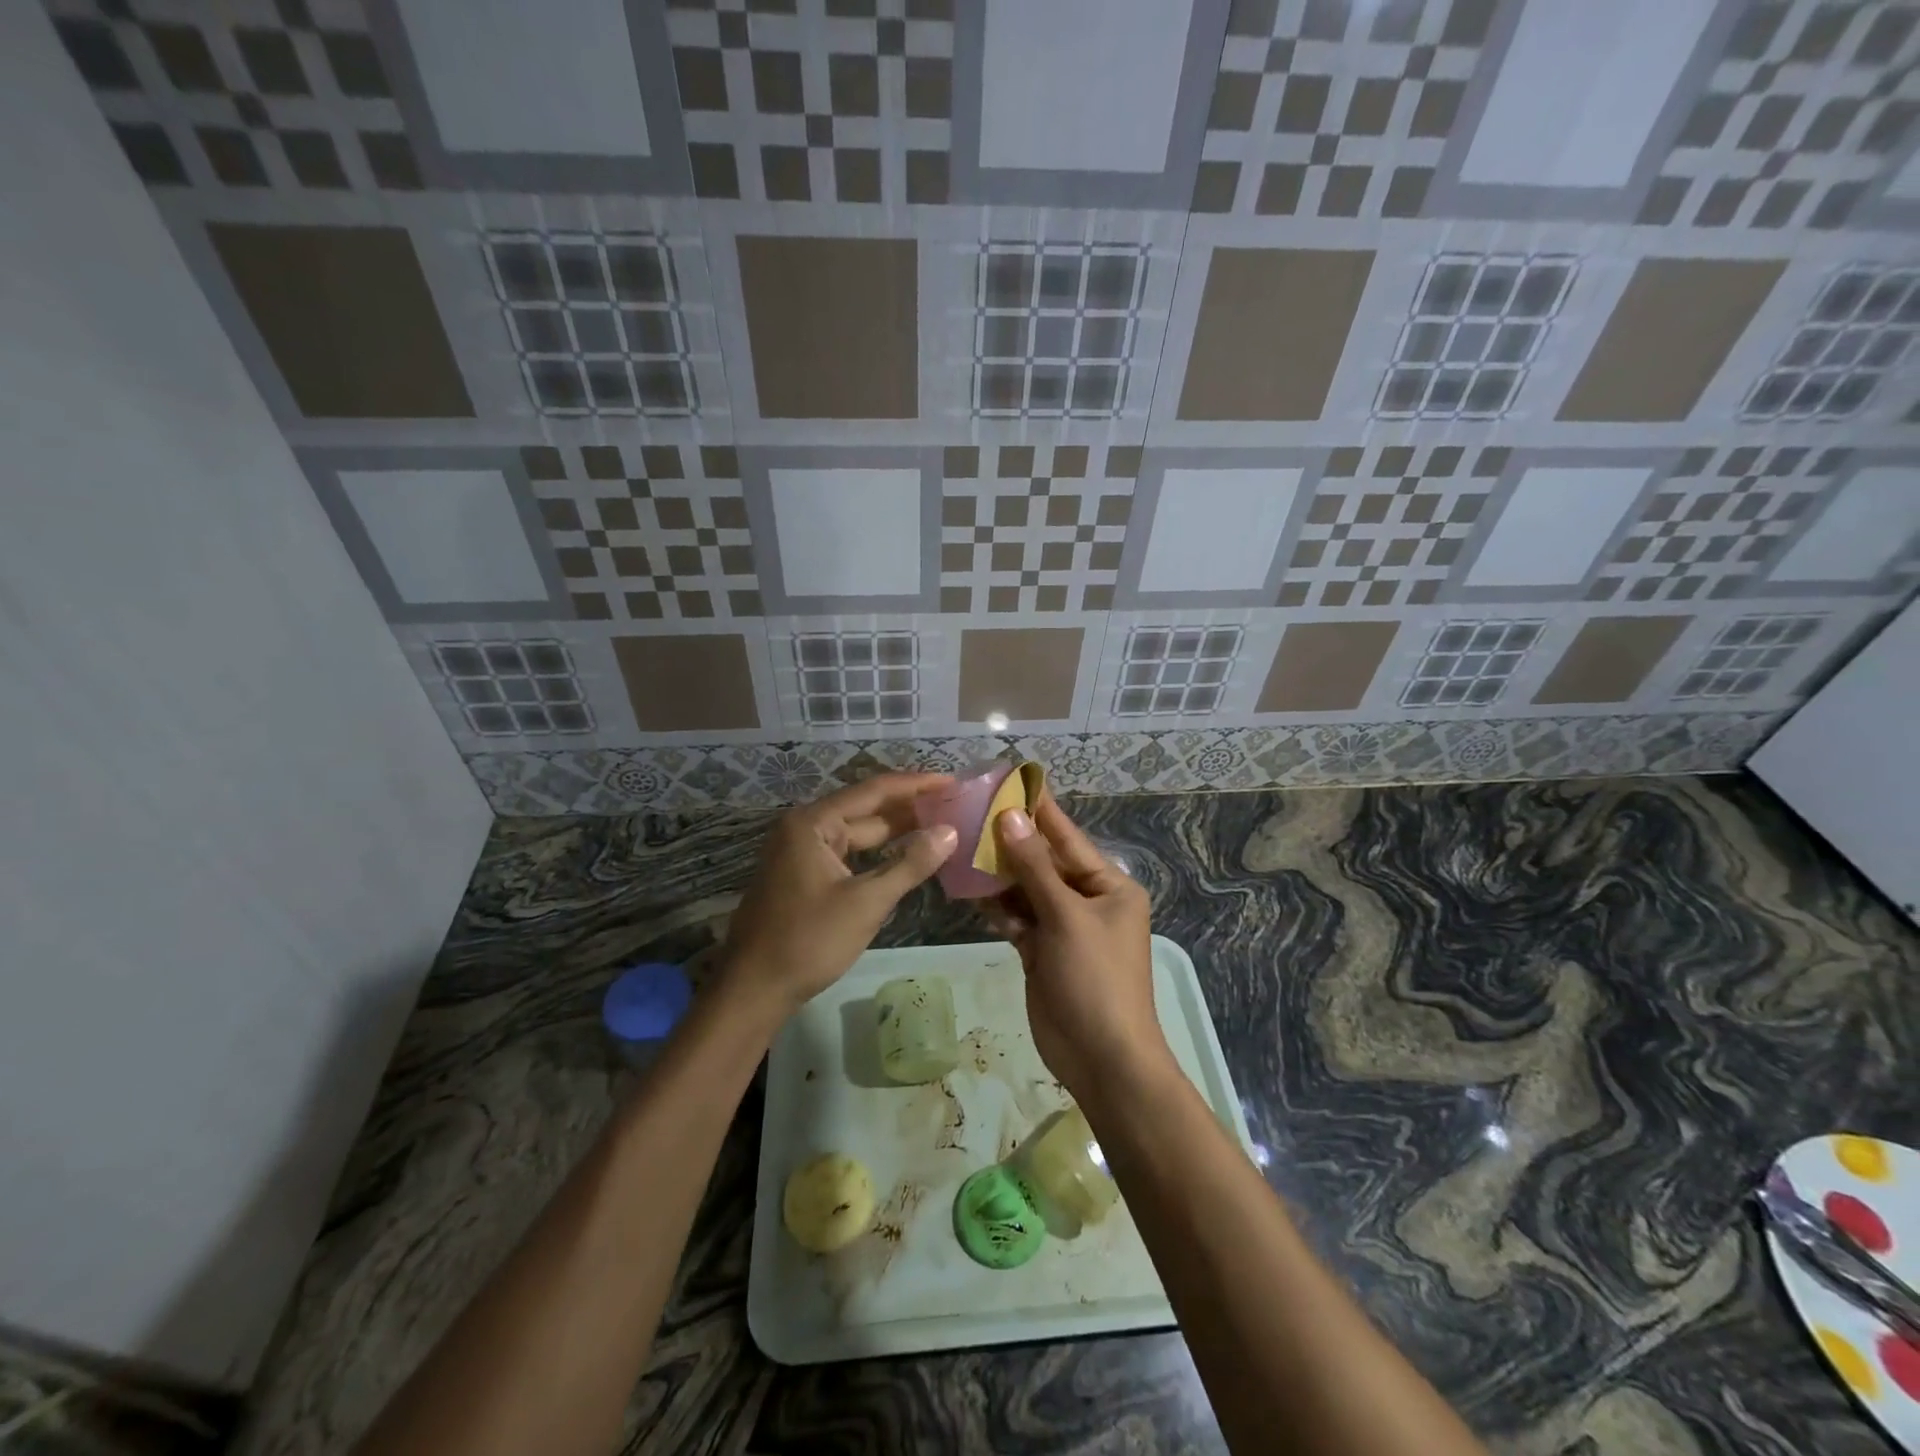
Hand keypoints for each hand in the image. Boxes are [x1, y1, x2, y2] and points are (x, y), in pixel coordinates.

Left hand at [716, 774, 957, 1020]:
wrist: (754, 989)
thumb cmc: (809, 941)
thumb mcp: (866, 903)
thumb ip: (910, 864)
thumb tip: (949, 831)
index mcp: (813, 823)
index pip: (874, 790)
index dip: (916, 785)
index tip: (952, 781)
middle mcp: (805, 828)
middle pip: (866, 810)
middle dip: (910, 809)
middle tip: (955, 807)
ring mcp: (802, 852)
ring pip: (858, 835)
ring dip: (896, 833)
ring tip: (940, 828)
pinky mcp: (803, 876)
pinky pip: (848, 855)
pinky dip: (877, 855)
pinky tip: (906, 858)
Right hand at [982, 796, 1169, 1101]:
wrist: (1102, 1058)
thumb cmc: (1095, 979)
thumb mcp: (1067, 917)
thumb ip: (1035, 867)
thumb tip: (1010, 817)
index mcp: (1108, 885)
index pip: (1068, 837)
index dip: (1039, 809)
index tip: (1011, 779)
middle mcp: (1087, 899)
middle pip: (1043, 862)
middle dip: (1010, 841)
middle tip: (971, 812)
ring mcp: (1064, 927)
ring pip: (1026, 889)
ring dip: (998, 873)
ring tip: (961, 844)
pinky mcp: (1042, 951)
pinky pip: (1018, 918)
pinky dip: (998, 907)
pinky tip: (969, 889)